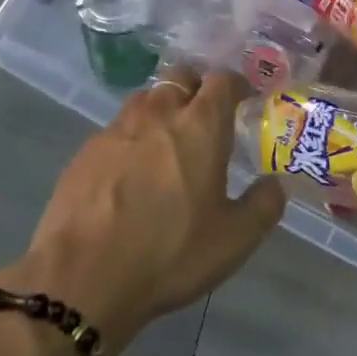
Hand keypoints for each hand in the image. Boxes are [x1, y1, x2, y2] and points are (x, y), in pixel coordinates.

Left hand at [0, 68, 284, 355]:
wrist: (82, 277)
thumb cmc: (169, 253)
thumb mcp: (234, 239)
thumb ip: (264, 205)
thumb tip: (275, 183)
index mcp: (200, 126)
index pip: (222, 81)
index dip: (236, 85)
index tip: (245, 98)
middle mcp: (158, 115)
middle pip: (179, 78)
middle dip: (196, 87)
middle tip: (205, 115)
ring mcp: (115, 130)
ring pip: (144, 100)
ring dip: (161, 109)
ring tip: (167, 141)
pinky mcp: (84, 153)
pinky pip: (115, 131)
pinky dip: (130, 139)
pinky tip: (130, 172)